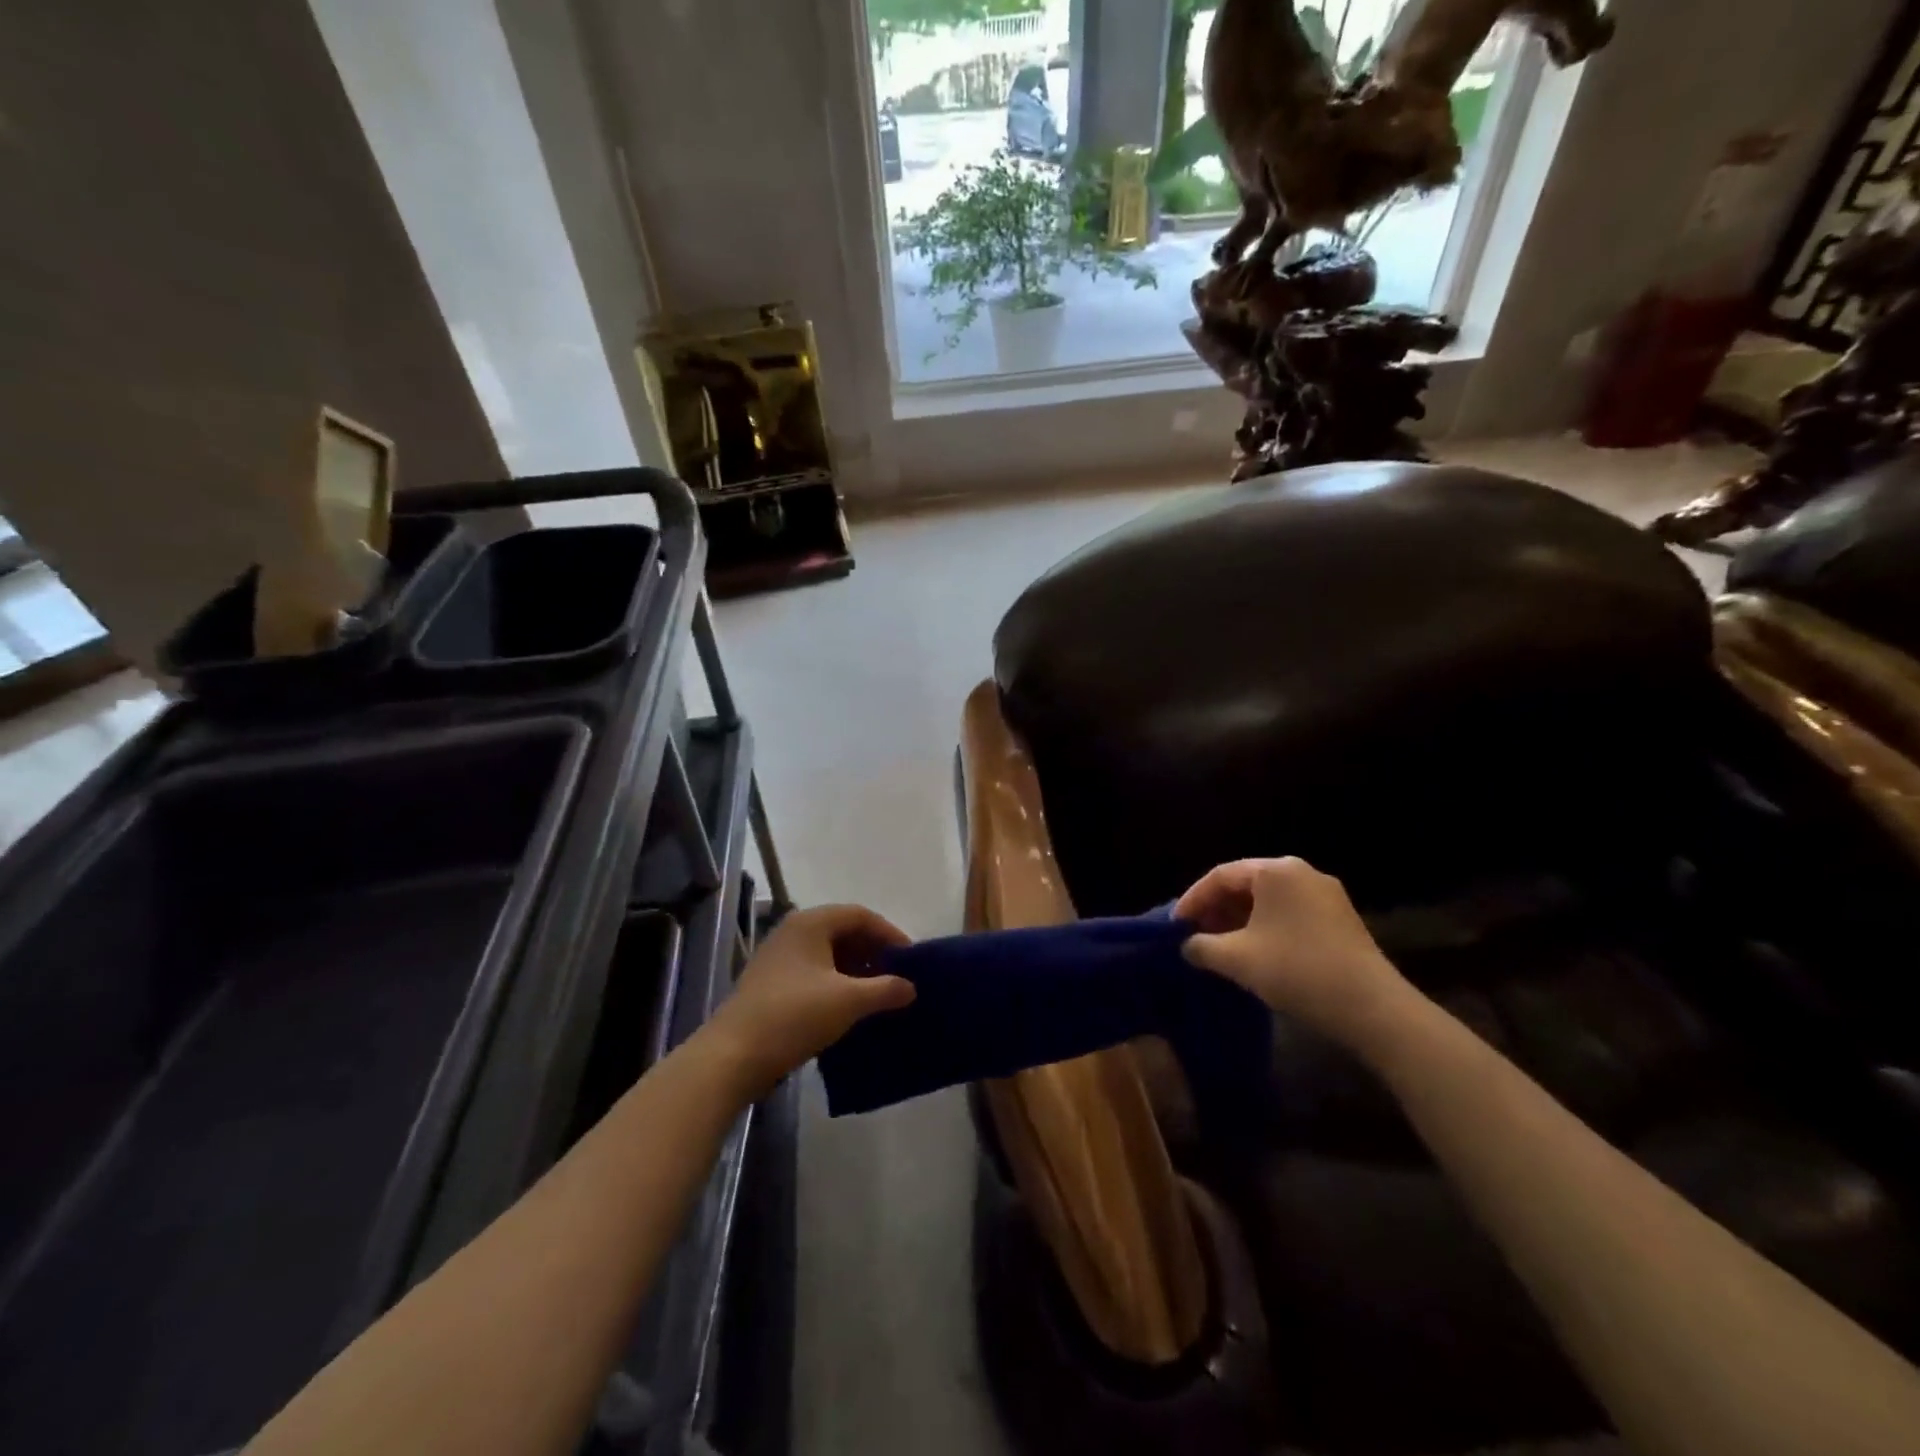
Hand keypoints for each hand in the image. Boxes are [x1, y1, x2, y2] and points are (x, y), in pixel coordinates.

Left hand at [704, 905, 915, 1097]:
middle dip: (873, 952)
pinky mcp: (770, 982)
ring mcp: (778, 956)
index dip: (890, 934)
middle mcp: (793, 930)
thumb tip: (911, 987)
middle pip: (843, 931)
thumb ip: (885, 989)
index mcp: (811, 922)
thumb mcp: (848, 1001)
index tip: (910, 960)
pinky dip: (835, 982)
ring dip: (855, 969)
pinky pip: (813, 971)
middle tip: (896, 977)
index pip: (861, 915)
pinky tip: (847, 1007)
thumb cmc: (794, 1016)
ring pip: (827, 953)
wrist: (733, 1055)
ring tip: (877, 994)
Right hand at [1176, 858, 1410, 1048]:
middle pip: (1245, 883)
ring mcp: (1326, 894)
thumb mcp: (1237, 959)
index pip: (1219, 876)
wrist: (1372, 1007)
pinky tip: (1257, 952)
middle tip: (1195, 935)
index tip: (1175, 926)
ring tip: (1222, 945)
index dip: (1192, 900)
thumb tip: (1187, 946)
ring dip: (1240, 919)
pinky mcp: (1341, 918)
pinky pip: (1290, 912)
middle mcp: (1301, 872)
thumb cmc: (1296, 970)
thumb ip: (1202, 947)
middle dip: (1216, 909)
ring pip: (1268, 899)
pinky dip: (1266, 926)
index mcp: (1274, 870)